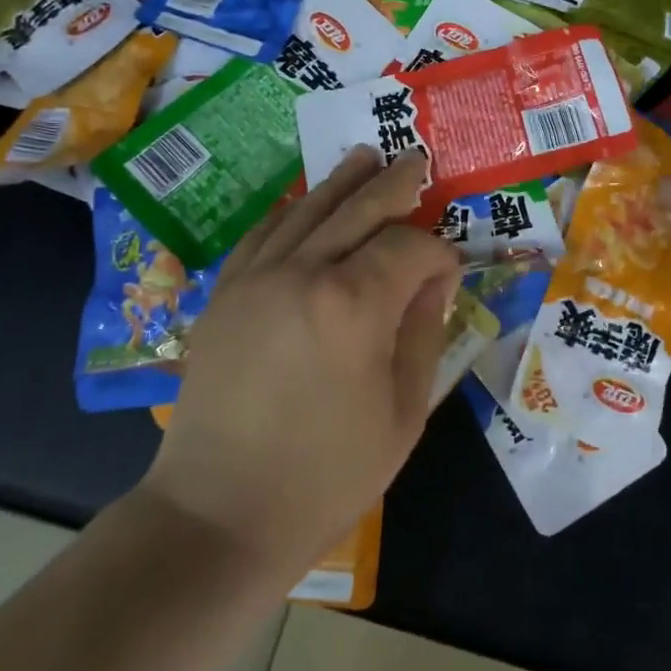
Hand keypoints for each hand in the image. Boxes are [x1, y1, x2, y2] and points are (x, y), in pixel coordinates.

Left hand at [138, 148, 460, 576]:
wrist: (220, 512)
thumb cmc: (326, 475)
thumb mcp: (403, 412)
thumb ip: (423, 332)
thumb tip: (433, 280)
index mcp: (354, 305)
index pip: (409, 248)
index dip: (438, 254)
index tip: (450, 273)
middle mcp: (303, 272)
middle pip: (359, 210)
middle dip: (395, 184)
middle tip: (417, 160)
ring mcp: (256, 278)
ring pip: (309, 210)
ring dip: (342, 182)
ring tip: (366, 157)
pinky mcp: (225, 293)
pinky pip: (263, 233)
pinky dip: (291, 211)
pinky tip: (306, 201)